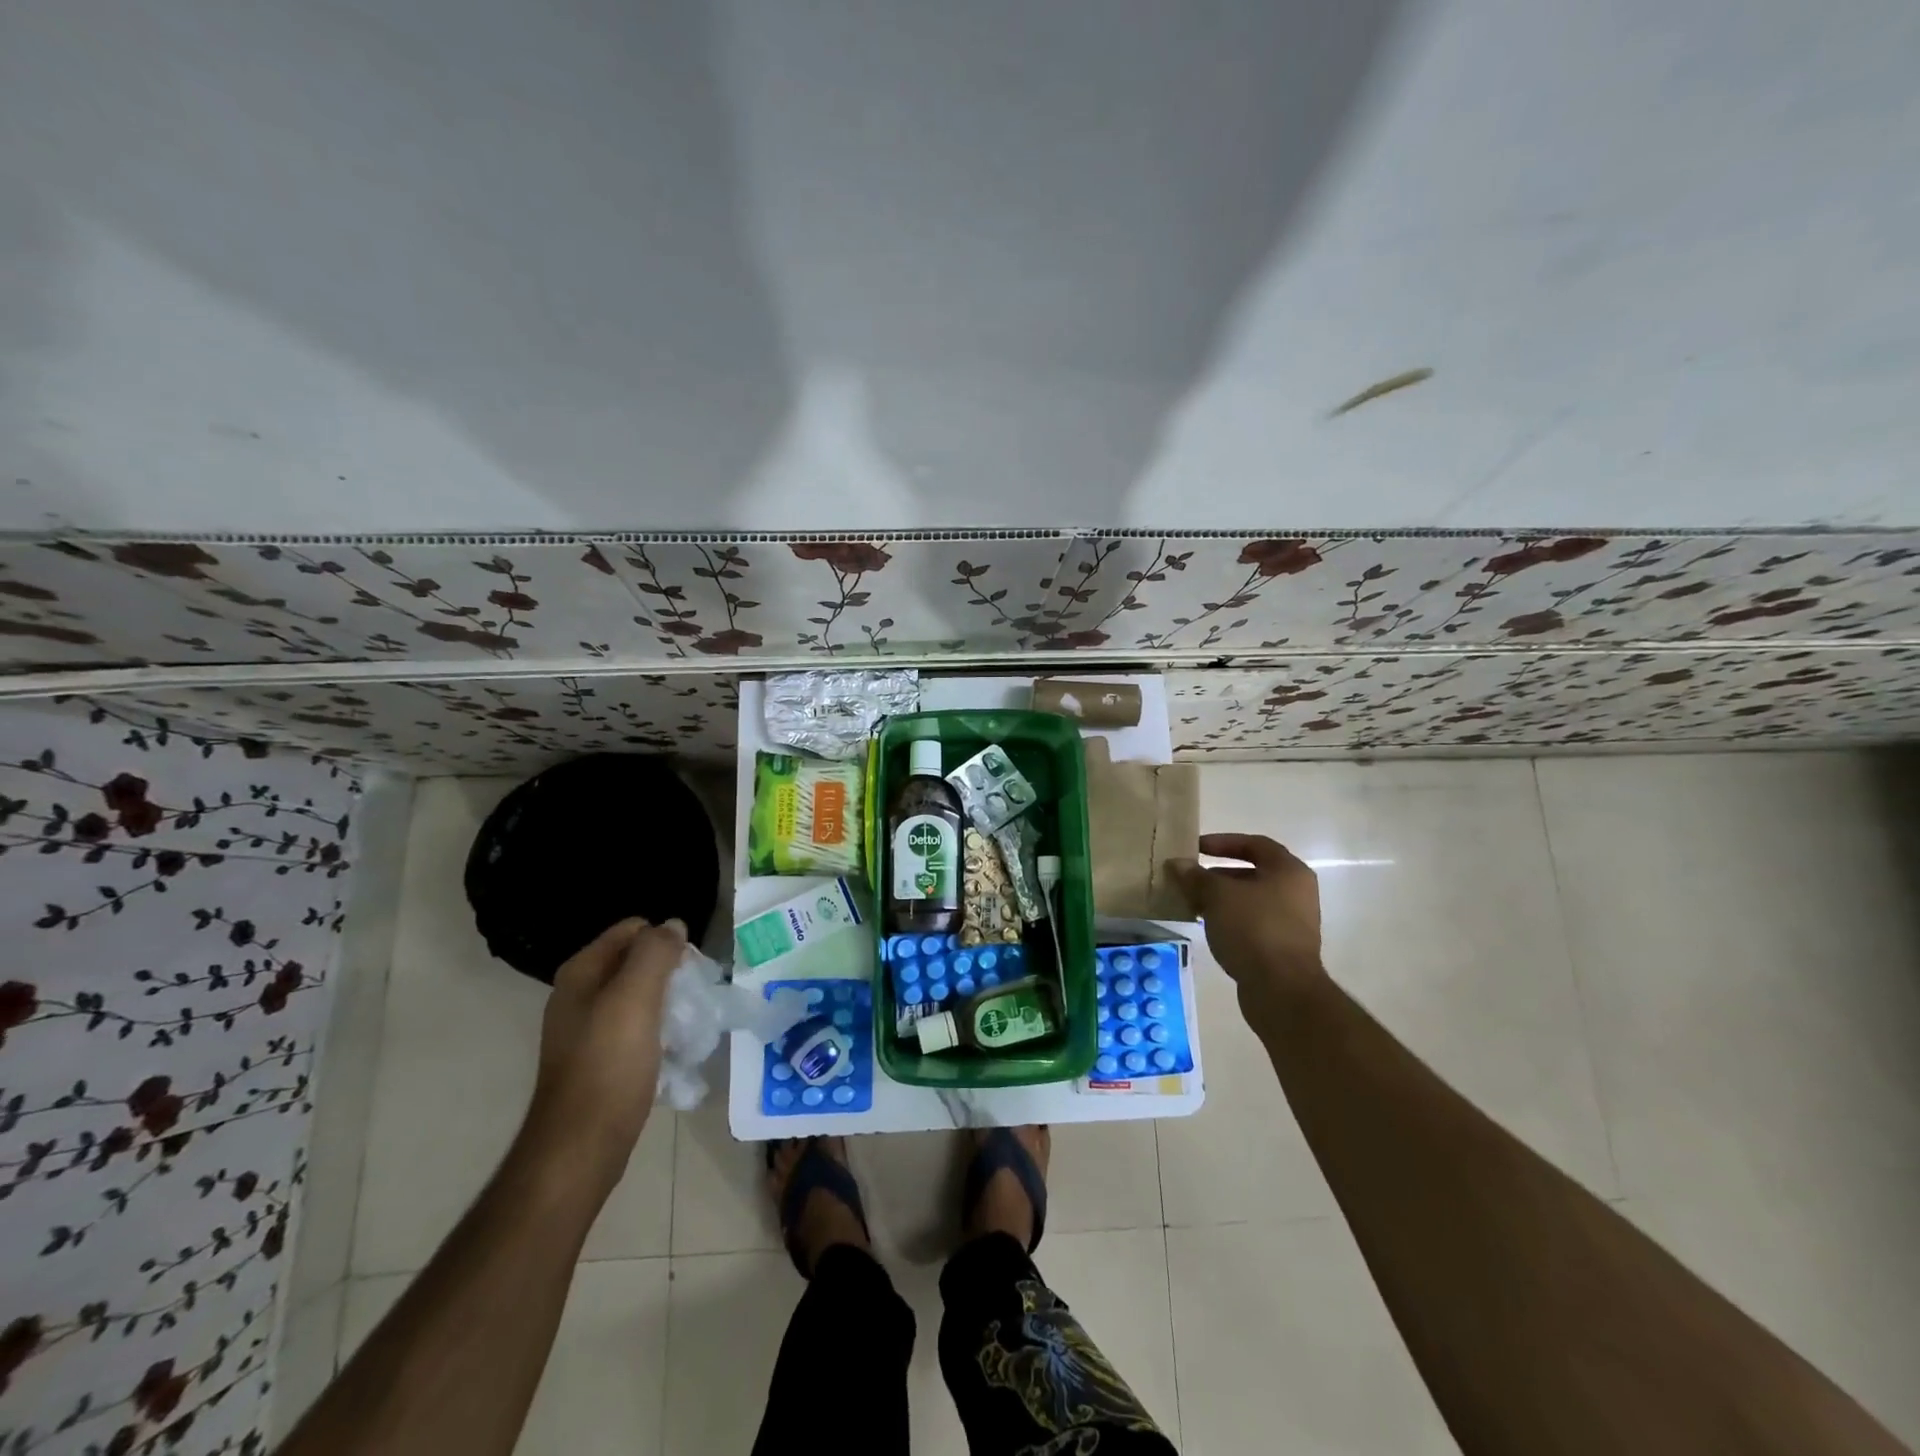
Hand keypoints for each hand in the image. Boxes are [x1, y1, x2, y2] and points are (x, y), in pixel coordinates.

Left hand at [523, 918, 685, 1186]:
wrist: (581, 1146)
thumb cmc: (608, 1065)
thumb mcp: (635, 998)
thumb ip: (655, 953)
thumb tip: (673, 924)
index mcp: (582, 973)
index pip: (633, 929)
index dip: (665, 942)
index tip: (688, 970)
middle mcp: (581, 994)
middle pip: (639, 962)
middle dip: (672, 974)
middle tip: (693, 999)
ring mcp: (589, 1029)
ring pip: (643, 996)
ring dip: (670, 1005)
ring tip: (690, 1026)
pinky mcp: (602, 1059)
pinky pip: (639, 1029)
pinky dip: (660, 1032)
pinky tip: (675, 1051)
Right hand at [1169, 834, 1324, 1015]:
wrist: (1282, 989)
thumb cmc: (1253, 929)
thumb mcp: (1217, 896)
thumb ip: (1196, 876)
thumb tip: (1178, 863)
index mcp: (1289, 871)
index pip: (1255, 844)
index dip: (1223, 842)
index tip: (1196, 848)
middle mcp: (1296, 892)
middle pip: (1252, 873)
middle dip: (1218, 874)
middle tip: (1189, 879)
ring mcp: (1292, 922)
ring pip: (1250, 900)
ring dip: (1221, 899)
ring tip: (1192, 903)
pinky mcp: (1283, 947)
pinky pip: (1252, 923)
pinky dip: (1230, 920)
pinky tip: (1207, 927)